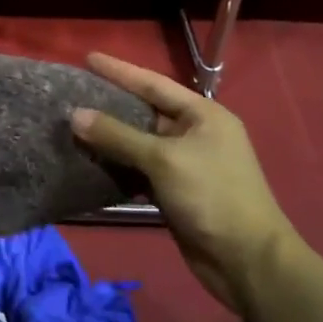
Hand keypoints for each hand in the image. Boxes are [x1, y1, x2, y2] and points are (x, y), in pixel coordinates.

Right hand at [71, 53, 297, 313]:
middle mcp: (196, 134)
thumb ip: (117, 135)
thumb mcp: (163, 159)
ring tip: (73, 123)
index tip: (88, 58)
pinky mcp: (176, 191)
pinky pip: (140, 168)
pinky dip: (118, 164)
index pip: (153, 83)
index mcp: (203, 115)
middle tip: (74, 91)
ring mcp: (186, 164)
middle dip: (111, 102)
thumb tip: (74, 114)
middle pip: (145, 111)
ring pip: (140, 141)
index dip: (120, 70)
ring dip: (110, 136)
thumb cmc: (212, 196)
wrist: (248, 263)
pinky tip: (91, 159)